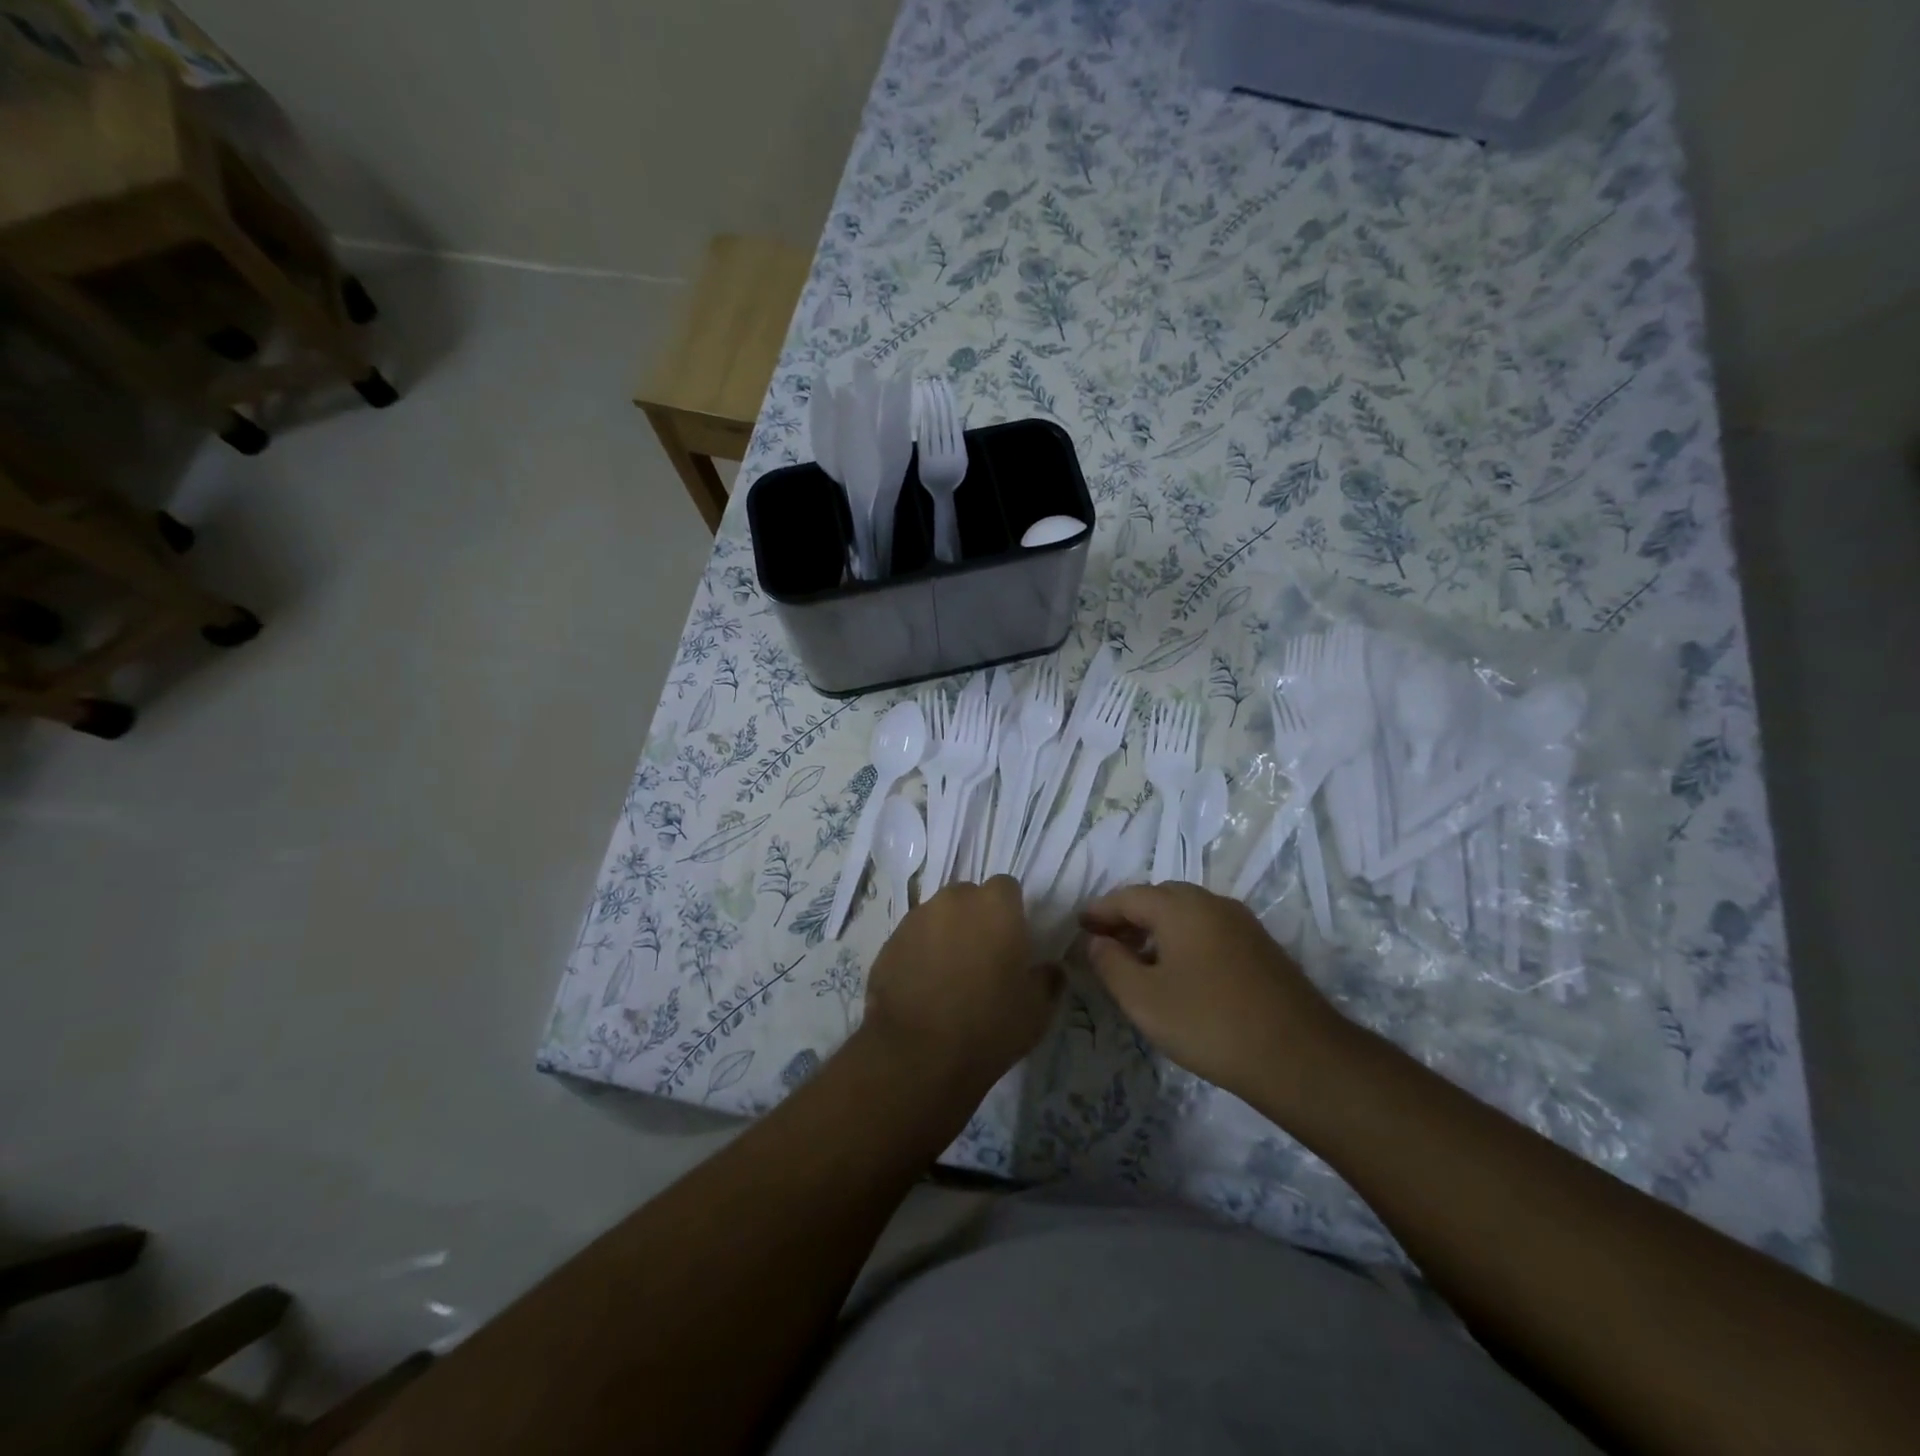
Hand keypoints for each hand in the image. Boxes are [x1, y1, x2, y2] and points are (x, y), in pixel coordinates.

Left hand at [863, 876, 1059, 1090]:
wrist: (919, 1055)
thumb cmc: (989, 1026)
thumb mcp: (1038, 1009)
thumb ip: (1048, 978)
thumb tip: (1050, 969)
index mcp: (996, 905)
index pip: (1007, 888)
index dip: (1011, 912)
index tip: (1012, 941)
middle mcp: (954, 900)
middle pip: (969, 897)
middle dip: (976, 918)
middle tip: (982, 958)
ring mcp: (916, 918)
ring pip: (938, 916)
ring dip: (946, 934)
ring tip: (949, 975)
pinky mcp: (889, 942)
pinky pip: (912, 938)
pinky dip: (920, 953)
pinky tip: (923, 988)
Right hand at [1081, 883, 1344, 1101]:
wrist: (1299, 1057)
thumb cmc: (1209, 1023)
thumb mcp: (1144, 999)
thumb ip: (1111, 963)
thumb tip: (1097, 940)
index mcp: (1180, 907)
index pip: (1128, 896)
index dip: (1100, 910)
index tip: (1079, 926)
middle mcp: (1212, 903)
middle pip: (1159, 898)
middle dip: (1128, 916)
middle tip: (1105, 942)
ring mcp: (1241, 923)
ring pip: (1187, 913)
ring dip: (1157, 928)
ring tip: (1137, 959)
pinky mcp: (1260, 947)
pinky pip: (1208, 930)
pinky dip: (1183, 939)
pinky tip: (1178, 971)